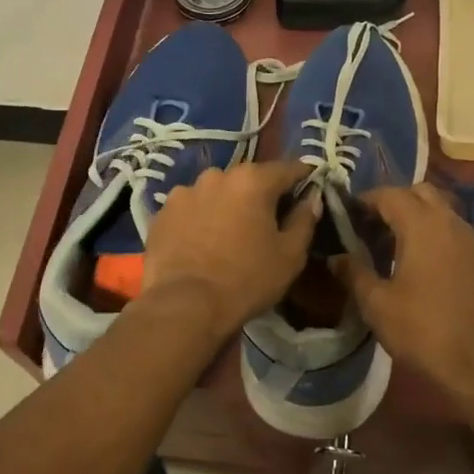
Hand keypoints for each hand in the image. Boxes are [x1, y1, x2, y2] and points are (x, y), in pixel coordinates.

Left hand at [141, 160, 320, 338]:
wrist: (183, 305)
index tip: (309, 191)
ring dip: (226, 205)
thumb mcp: (290, 255)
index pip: (289, 168)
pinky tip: (201, 243)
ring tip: (228, 234)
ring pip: (216, 192)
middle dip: (260, 194)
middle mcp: (218, 175)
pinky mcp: (162, 212)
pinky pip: (190, 209)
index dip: (303, 178)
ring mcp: (185, 191)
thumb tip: (311, 198)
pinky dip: (199, 219)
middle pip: (249, 179)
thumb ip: (304, 220)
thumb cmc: (246, 279)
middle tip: (266, 221)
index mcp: (253, 180)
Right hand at [334, 184, 473, 398]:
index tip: (347, 214)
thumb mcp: (378, 306)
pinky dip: (440, 240)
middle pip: (421, 193)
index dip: (365, 199)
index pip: (389, 193)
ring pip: (444, 214)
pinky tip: (430, 271)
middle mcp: (452, 222)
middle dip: (395, 202)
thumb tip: (336, 257)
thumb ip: (354, 274)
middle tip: (373, 227)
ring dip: (420, 220)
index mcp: (422, 224)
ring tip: (398, 249)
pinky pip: (459, 237)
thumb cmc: (427, 331)